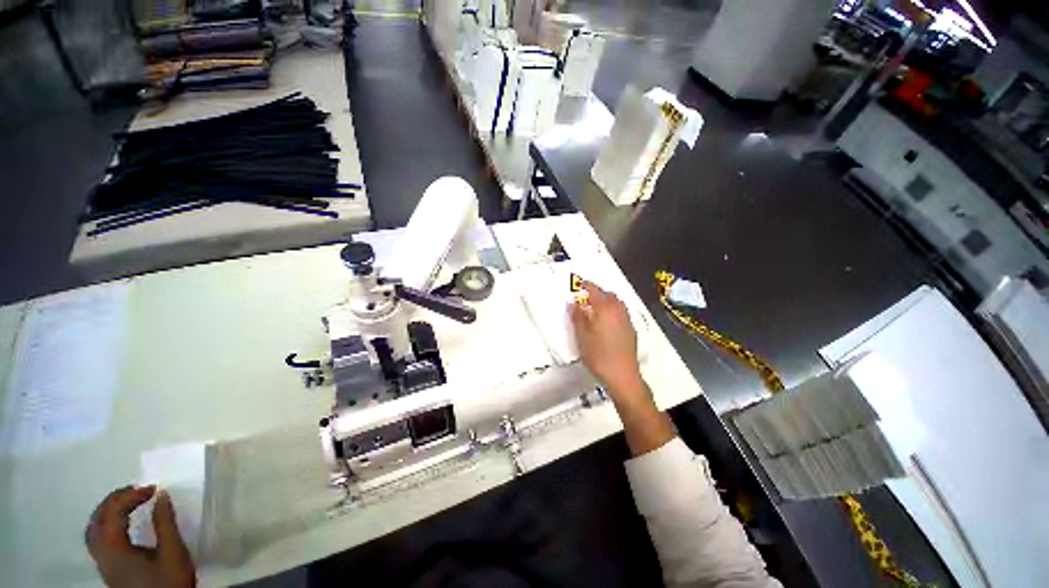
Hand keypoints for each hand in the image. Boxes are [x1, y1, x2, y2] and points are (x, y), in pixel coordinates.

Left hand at [85, 485, 195, 587]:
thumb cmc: (169, 582)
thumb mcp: (173, 553)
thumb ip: (165, 524)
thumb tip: (161, 495)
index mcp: (115, 549)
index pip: (113, 513)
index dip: (130, 496)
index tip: (153, 489)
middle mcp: (102, 554)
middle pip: (97, 520)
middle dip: (115, 500)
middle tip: (138, 490)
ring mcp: (103, 563)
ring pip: (94, 529)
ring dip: (109, 510)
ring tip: (130, 502)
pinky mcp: (108, 568)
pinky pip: (98, 538)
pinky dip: (108, 522)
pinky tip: (124, 523)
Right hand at [571, 281, 674, 454]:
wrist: (622, 375)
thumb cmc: (598, 354)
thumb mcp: (581, 336)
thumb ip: (577, 316)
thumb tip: (573, 302)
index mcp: (605, 309)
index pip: (595, 291)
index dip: (587, 285)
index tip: (580, 283)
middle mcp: (618, 311)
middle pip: (609, 295)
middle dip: (598, 293)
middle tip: (586, 298)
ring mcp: (627, 320)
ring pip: (617, 303)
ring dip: (607, 301)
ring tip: (596, 309)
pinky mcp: (631, 330)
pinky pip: (621, 313)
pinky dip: (613, 310)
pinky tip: (607, 322)